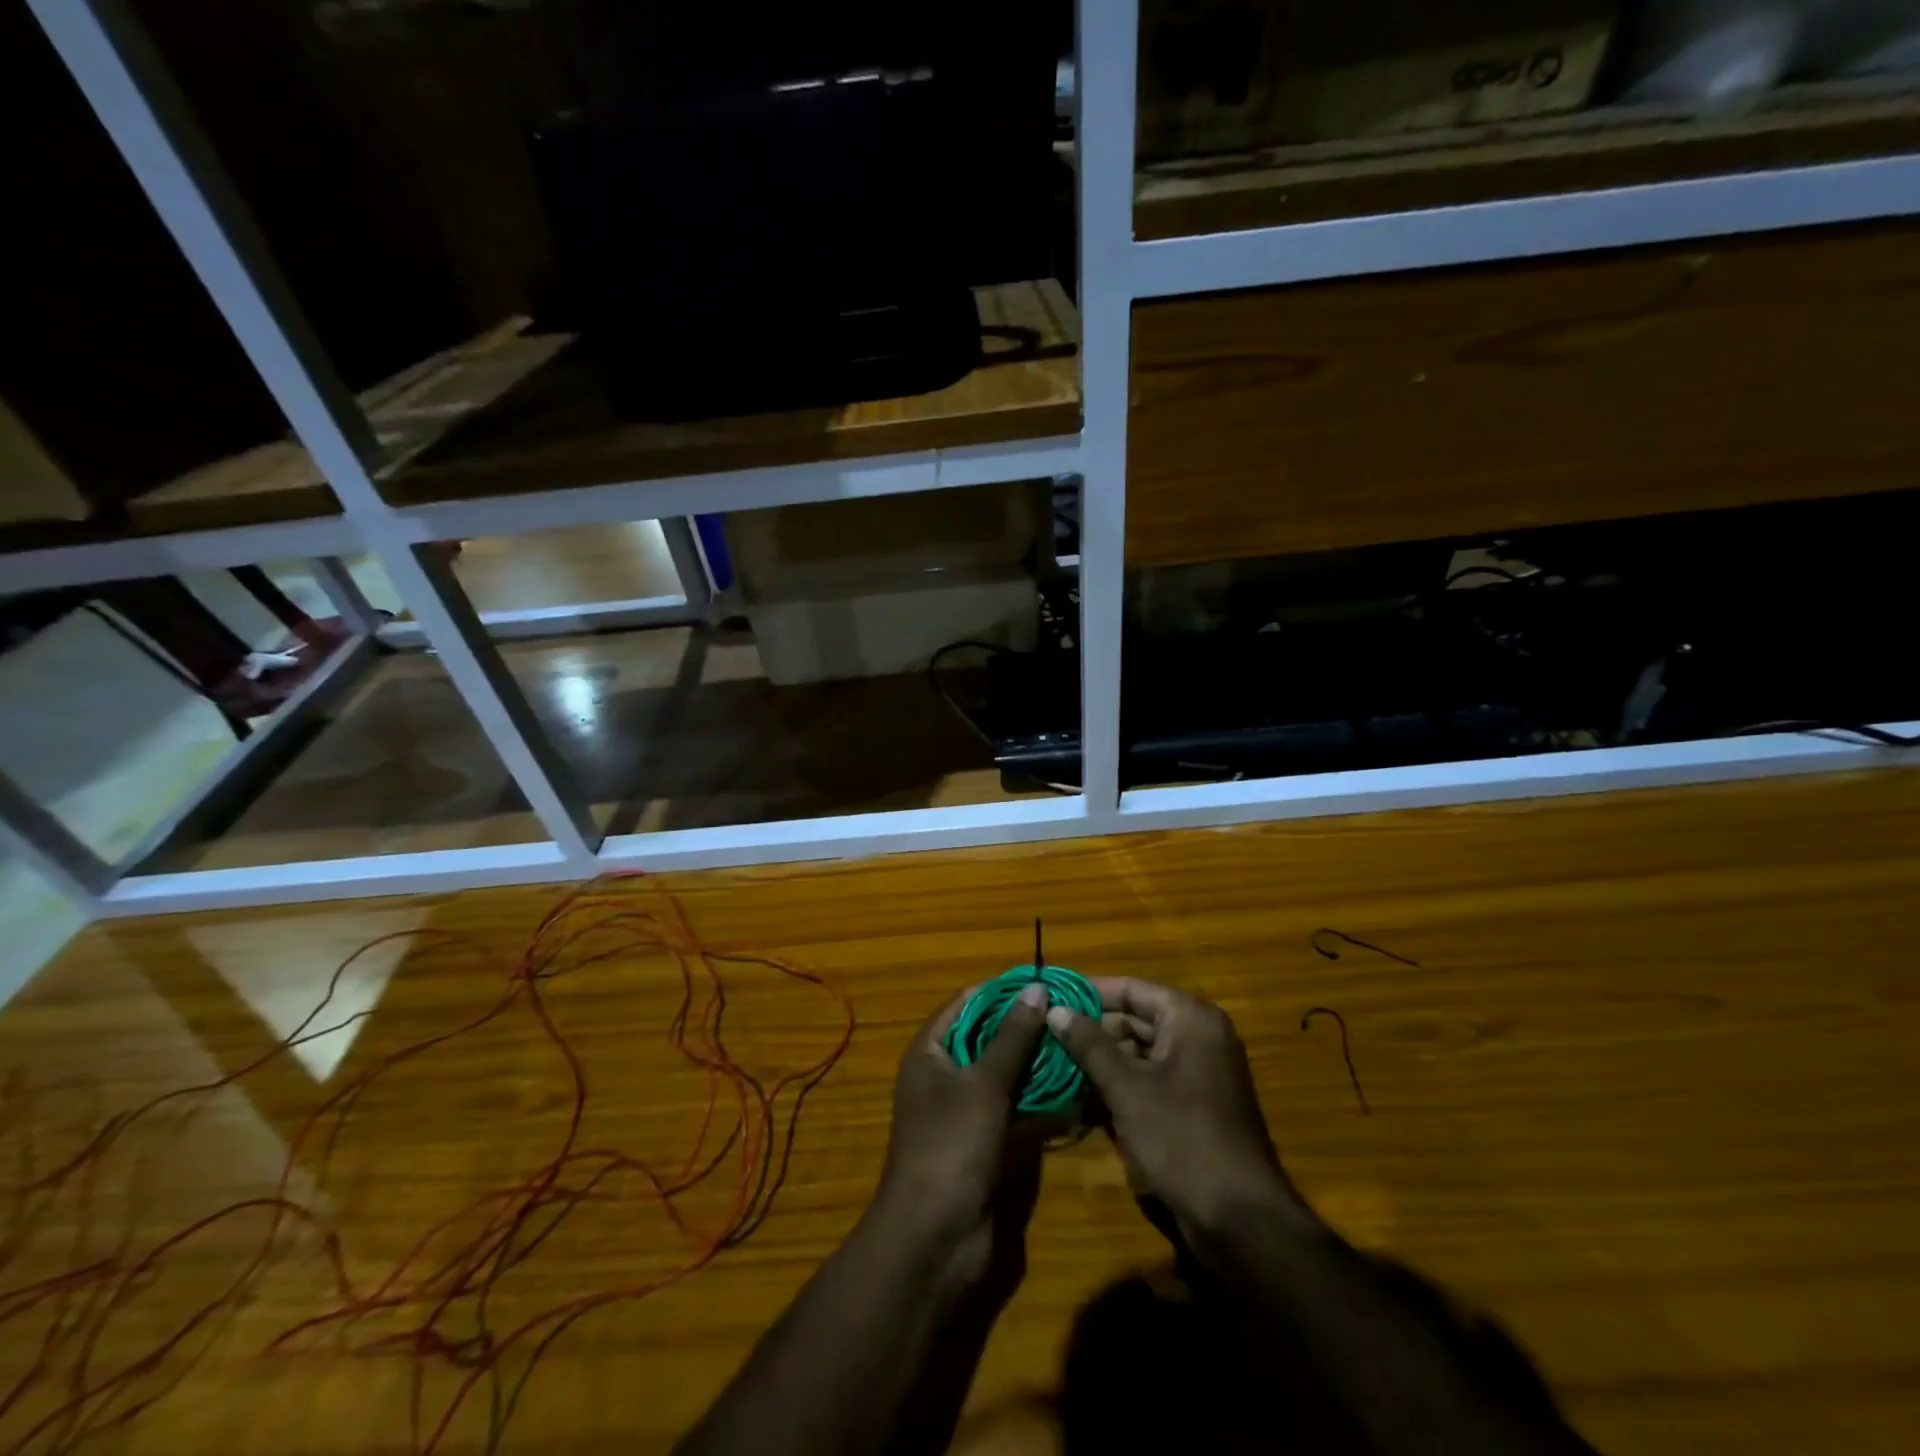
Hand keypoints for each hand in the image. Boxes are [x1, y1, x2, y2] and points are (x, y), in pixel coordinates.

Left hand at [875, 983, 1049, 1251]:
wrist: (935, 1238)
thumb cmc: (951, 1146)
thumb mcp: (984, 1084)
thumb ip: (1012, 1037)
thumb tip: (1037, 988)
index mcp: (930, 1052)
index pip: (966, 1004)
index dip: (1001, 991)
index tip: (1044, 982)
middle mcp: (943, 1075)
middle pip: (986, 1038)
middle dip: (1025, 1027)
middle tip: (1069, 1014)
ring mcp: (964, 1111)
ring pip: (1004, 1075)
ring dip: (1036, 1064)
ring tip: (1077, 1045)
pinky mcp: (984, 1142)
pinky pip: (1013, 1109)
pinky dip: (1038, 1101)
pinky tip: (1074, 1091)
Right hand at [1046, 979, 1310, 1241]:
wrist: (1241, 1220)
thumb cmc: (1182, 1139)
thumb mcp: (1127, 1088)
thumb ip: (1089, 1044)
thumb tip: (1054, 1009)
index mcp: (1190, 1019)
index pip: (1131, 988)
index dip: (1089, 992)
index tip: (1049, 998)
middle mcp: (1198, 1036)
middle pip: (1135, 1018)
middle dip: (1091, 1030)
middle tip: (1045, 1036)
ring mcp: (1198, 1072)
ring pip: (1139, 1051)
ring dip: (1101, 1060)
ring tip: (1054, 1065)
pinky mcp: (1194, 1105)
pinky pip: (1150, 1079)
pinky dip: (1119, 1084)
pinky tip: (1081, 1097)